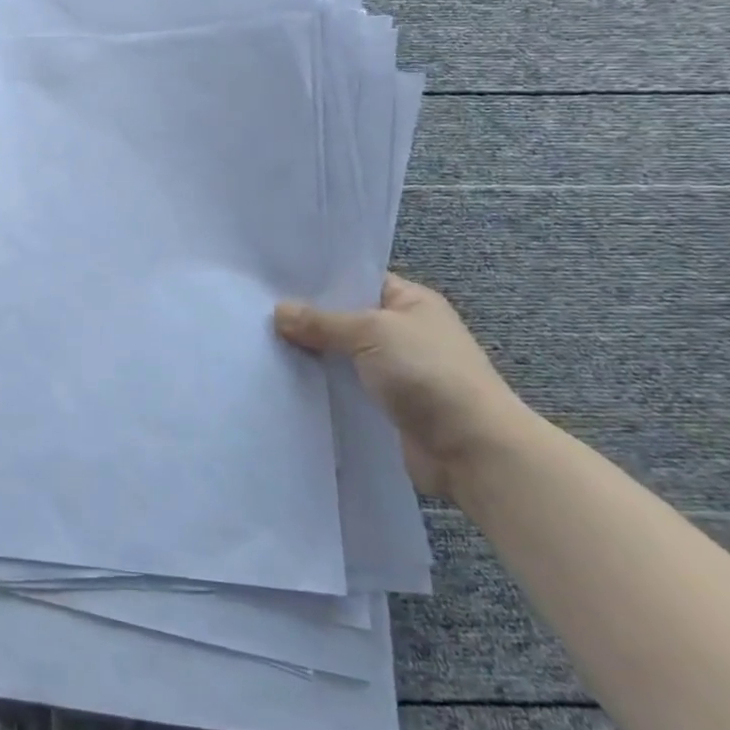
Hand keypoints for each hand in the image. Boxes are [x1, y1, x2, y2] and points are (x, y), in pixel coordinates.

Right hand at [274, 274, 531, 499]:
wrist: (472, 450)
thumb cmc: (428, 373)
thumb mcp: (371, 333)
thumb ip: (322, 321)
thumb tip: (278, 311)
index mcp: (411, 301)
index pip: (358, 280)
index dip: (320, 280)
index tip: (274, 280)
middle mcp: (404, 332)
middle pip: (346, 319)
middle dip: (308, 319)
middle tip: (257, 312)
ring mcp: (396, 372)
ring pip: (342, 356)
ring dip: (313, 356)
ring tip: (261, 345)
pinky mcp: (386, 407)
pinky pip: (346, 388)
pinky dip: (322, 386)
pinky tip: (286, 381)